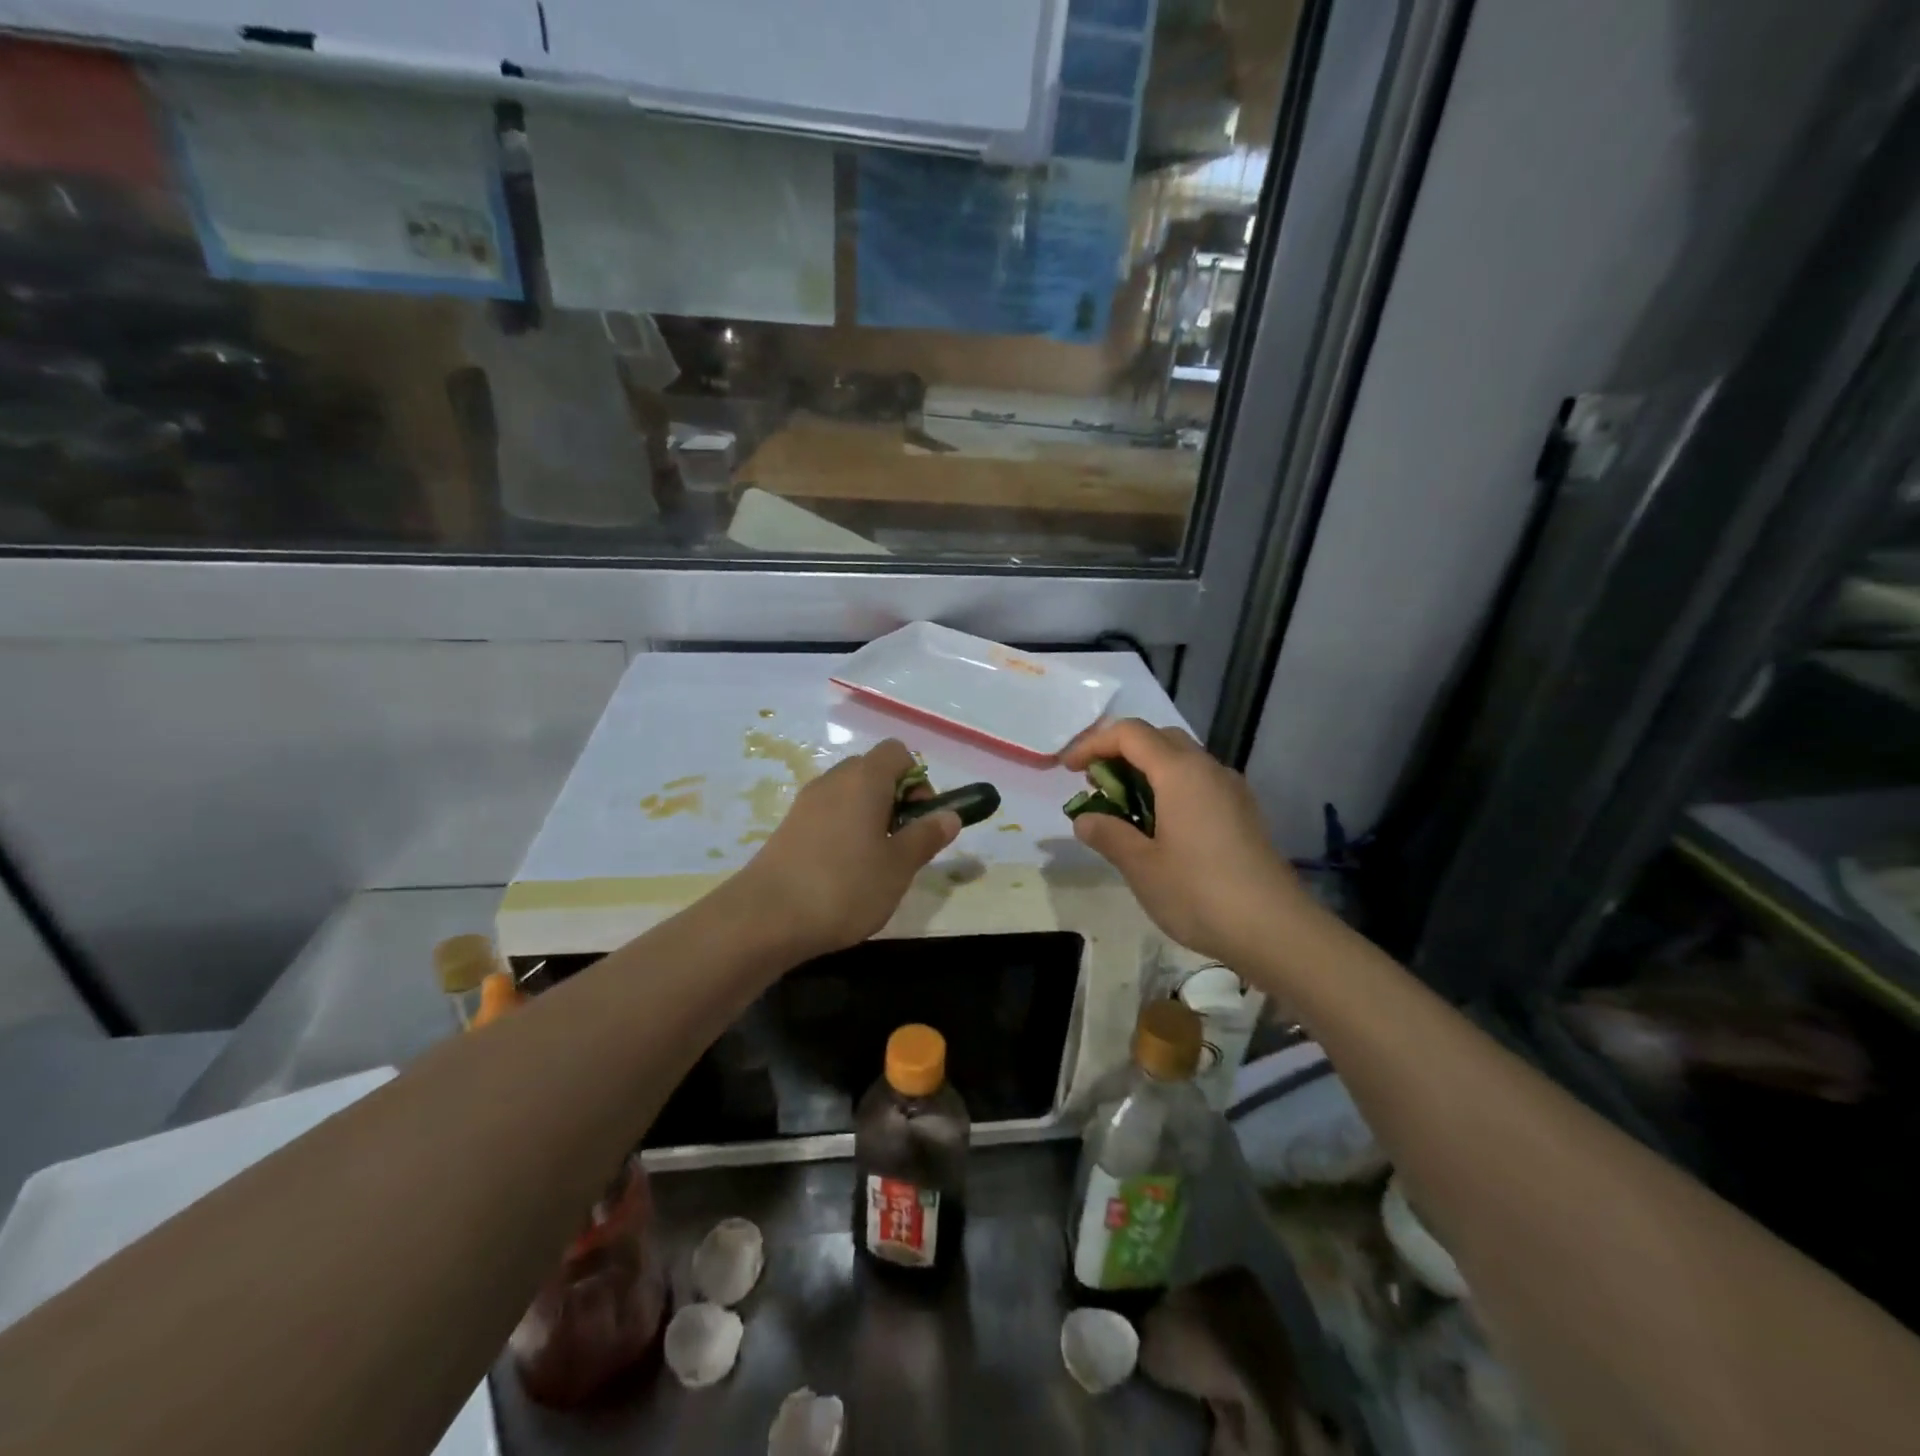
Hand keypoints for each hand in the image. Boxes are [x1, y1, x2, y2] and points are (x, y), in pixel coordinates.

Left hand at [735, 738, 959, 958]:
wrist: (766, 918)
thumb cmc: (845, 886)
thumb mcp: (898, 866)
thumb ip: (927, 836)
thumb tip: (950, 815)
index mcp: (864, 779)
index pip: (897, 752)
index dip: (917, 779)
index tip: (920, 818)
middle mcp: (833, 780)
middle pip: (872, 771)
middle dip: (894, 799)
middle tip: (901, 842)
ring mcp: (806, 803)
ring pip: (849, 794)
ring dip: (869, 817)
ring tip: (875, 862)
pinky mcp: (788, 827)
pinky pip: (827, 814)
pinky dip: (843, 830)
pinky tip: (844, 872)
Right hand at [1063, 719, 1310, 965]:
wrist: (1275, 930)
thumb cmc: (1199, 893)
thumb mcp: (1141, 866)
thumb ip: (1108, 834)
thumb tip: (1085, 819)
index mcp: (1180, 772)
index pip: (1130, 734)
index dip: (1093, 743)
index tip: (1068, 770)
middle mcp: (1208, 769)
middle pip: (1158, 739)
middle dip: (1120, 752)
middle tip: (1095, 784)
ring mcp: (1231, 790)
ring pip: (1181, 761)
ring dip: (1145, 772)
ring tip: (1122, 809)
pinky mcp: (1243, 813)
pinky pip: (1199, 783)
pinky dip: (1169, 789)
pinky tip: (1160, 827)